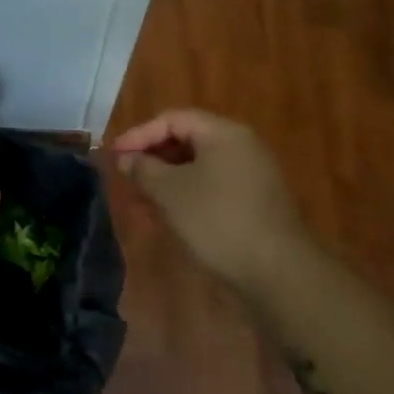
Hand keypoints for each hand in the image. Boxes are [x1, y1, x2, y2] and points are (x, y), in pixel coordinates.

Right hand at [107, 109, 302, 287]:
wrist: (278, 273)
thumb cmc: (218, 220)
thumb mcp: (170, 192)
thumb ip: (144, 169)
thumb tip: (126, 158)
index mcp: (223, 133)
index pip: (172, 119)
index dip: (139, 134)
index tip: (114, 155)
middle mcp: (241, 146)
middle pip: (187, 140)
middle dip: (152, 158)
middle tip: (126, 177)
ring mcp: (252, 175)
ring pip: (199, 166)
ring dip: (167, 179)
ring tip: (142, 201)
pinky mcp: (255, 202)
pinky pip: (213, 186)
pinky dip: (187, 195)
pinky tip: (170, 217)